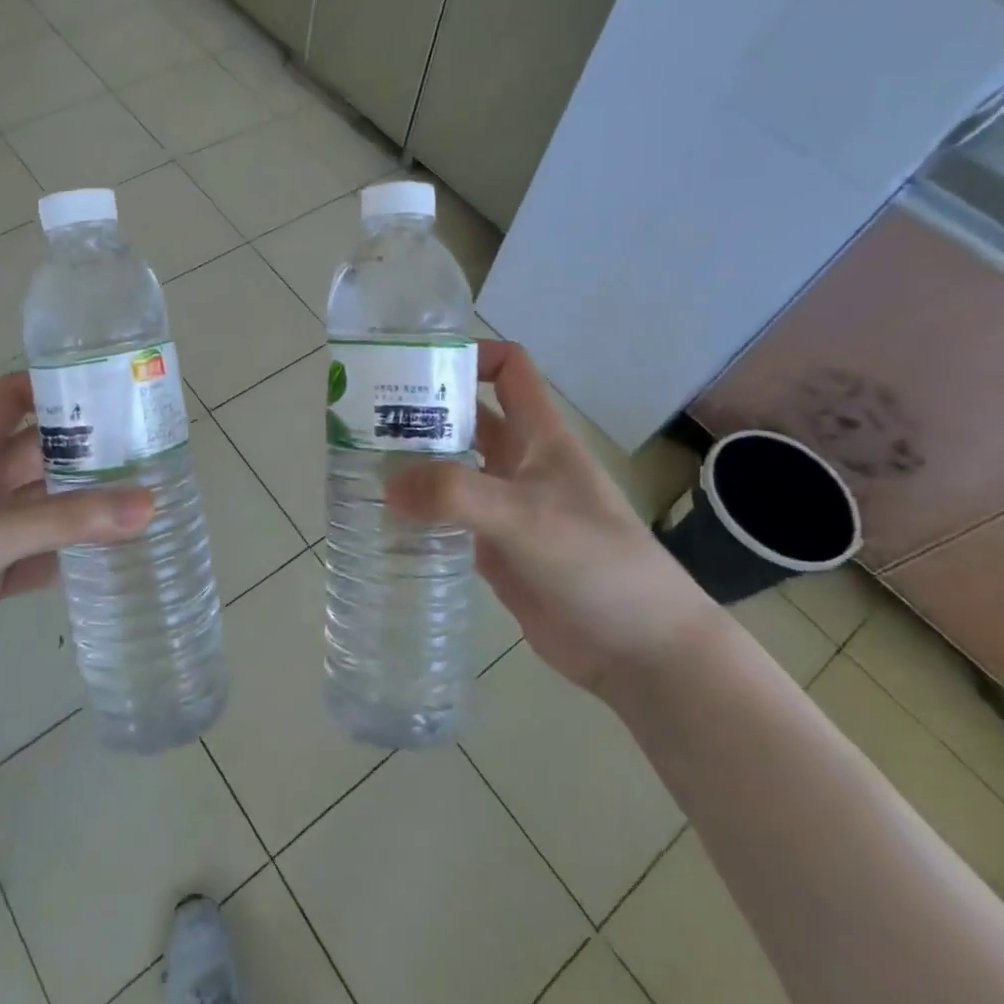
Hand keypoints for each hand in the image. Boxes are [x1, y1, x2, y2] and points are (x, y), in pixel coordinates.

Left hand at [0, 373, 152, 715]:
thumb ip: (72, 517)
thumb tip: (151, 502)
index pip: (13, 397)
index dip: (54, 385)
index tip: (110, 388)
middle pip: (39, 451)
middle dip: (86, 448)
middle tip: (148, 446)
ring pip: (44, 504)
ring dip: (84, 503)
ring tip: (145, 494)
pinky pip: (41, 552)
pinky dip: (71, 552)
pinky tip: (113, 552)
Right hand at [386, 341, 715, 694]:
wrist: (640, 650)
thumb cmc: (596, 562)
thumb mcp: (526, 516)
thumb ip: (456, 494)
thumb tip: (387, 483)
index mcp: (540, 436)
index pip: (509, 369)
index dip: (470, 354)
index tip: (417, 366)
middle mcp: (521, 462)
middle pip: (467, 417)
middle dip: (424, 410)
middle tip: (367, 418)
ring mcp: (507, 506)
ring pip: (454, 467)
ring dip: (416, 462)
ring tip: (362, 463)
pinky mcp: (496, 548)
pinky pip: (449, 516)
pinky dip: (421, 511)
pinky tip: (386, 517)